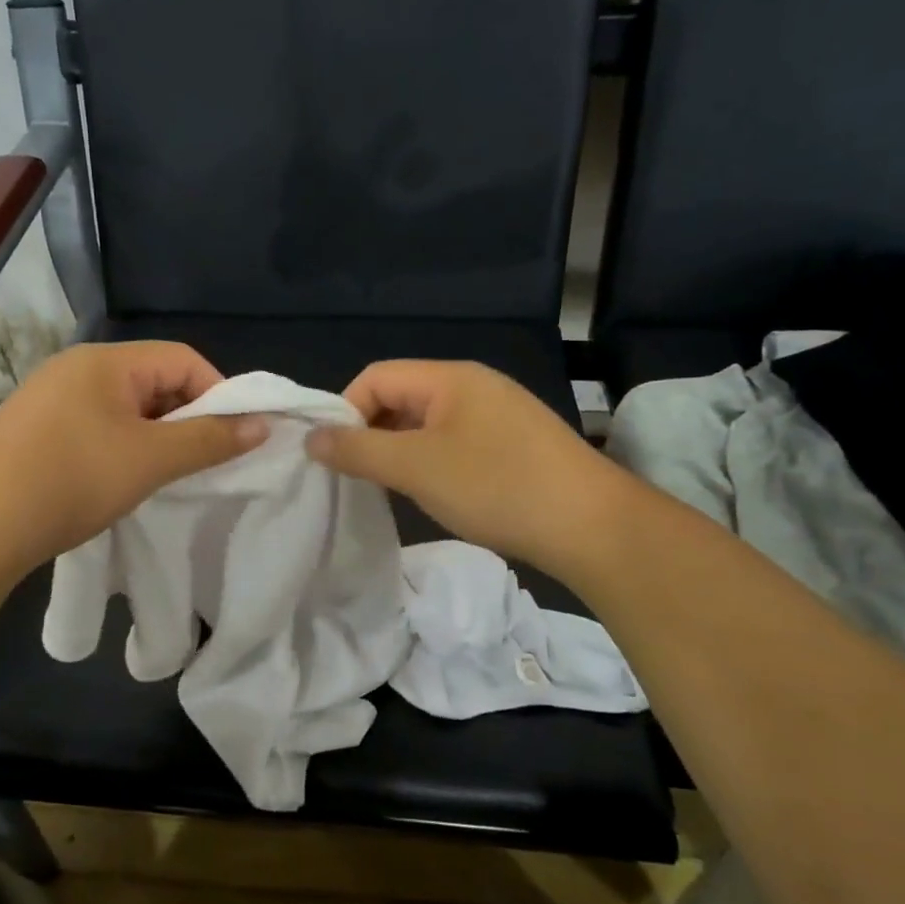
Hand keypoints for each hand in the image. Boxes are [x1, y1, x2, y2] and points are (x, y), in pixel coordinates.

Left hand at [0, 342, 265, 580]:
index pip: (183, 359)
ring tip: (165, 476)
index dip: (219, 393)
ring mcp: (51, 398)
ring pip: (126, 408)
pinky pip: (97, 427)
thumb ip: (210, 439)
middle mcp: (77, 368)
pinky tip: (122, 481)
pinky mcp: (35, 430)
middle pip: (154, 381)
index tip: (234, 437)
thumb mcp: (150, 460)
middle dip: (186, 418)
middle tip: (202, 461)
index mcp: (105, 361)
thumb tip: (262, 425)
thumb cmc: (71, 480)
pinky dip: (123, 448)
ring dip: (156, 437)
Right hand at [305, 360, 607, 573]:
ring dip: (402, 452)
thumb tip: (311, 439)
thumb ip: (358, 451)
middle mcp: (474, 385)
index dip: (346, 411)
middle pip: (401, 397)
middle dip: (373, 433)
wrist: (592, 526)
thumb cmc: (496, 486)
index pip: (375, 377)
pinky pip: (456, 442)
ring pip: (428, 424)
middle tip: (361, 477)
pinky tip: (438, 494)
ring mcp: (499, 414)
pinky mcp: (515, 444)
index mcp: (449, 377)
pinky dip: (433, 463)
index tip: (337, 457)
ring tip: (395, 490)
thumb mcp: (416, 468)